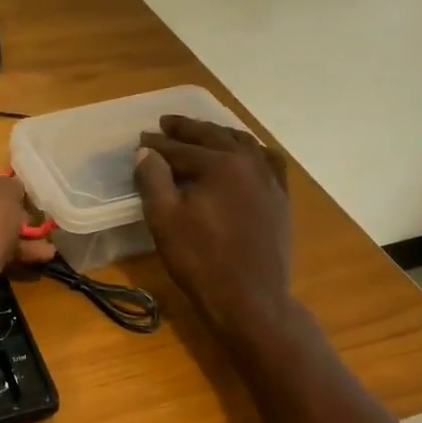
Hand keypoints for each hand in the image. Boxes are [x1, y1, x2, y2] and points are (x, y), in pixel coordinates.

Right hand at [135, 116, 292, 339]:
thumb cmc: (201, 261)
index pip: (180, 148)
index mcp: (219, 164)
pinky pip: (267, 161)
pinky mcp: (281, 198)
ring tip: (202, 133)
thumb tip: (146, 152)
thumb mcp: (165, 220)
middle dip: (187, 130)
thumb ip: (153, 180)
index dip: (157, 144)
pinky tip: (245, 155)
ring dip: (218, 135)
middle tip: (166, 123)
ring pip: (242, 144)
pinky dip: (250, 151)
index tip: (141, 139)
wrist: (251, 298)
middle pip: (213, 137)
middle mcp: (249, 162)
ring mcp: (270, 179)